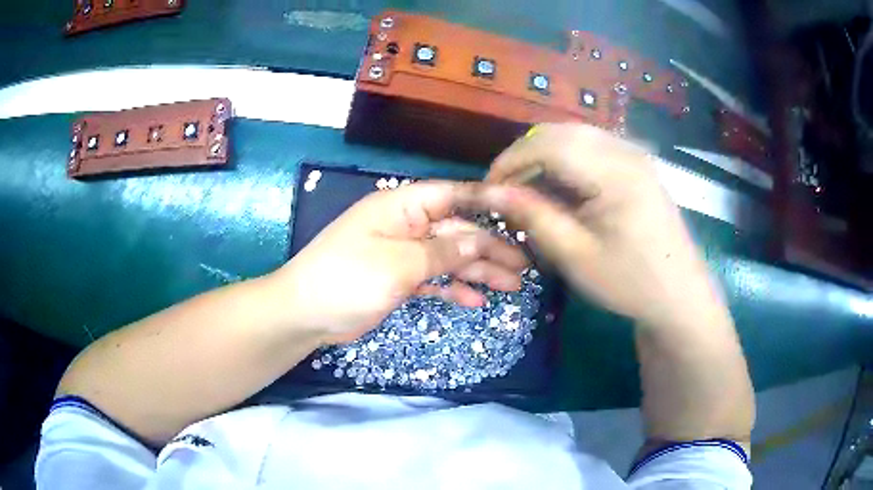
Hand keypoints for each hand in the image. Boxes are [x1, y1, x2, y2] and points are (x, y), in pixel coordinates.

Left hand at [272, 182, 527, 343]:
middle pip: (456, 230)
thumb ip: (442, 252)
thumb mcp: (399, 264)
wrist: (305, 314)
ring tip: (511, 286)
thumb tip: (479, 239)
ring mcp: (402, 253)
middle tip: (523, 267)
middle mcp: (405, 225)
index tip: (521, 213)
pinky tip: (477, 300)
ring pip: (449, 257)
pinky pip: (433, 278)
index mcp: (402, 207)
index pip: (452, 195)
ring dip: (478, 270)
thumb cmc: (347, 279)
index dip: (488, 202)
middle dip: (490, 248)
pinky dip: (454, 288)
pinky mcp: (398, 278)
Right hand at [478, 123, 722, 325]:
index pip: (548, 145)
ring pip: (575, 136)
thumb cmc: (629, 282)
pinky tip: (562, 188)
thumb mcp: (575, 256)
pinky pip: (592, 147)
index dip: (510, 161)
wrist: (678, 295)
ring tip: (529, 190)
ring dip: (544, 156)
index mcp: (614, 172)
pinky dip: (567, 160)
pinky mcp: (637, 164)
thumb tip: (491, 192)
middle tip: (507, 190)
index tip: (489, 189)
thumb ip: (533, 216)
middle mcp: (626, 151)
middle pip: (560, 133)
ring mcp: (634, 154)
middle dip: (525, 156)